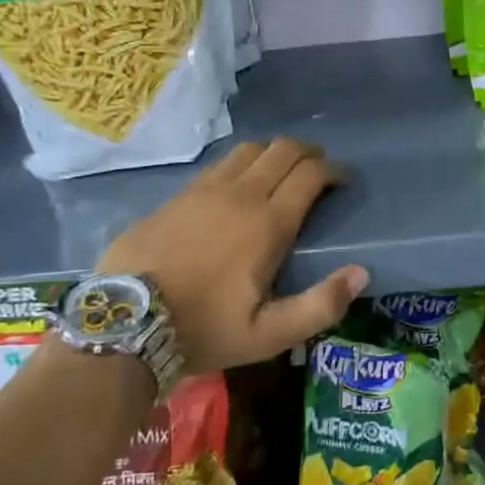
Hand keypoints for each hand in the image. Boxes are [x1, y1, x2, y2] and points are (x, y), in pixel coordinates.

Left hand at [97, 138, 367, 372]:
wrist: (123, 324)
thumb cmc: (203, 329)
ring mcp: (205, 189)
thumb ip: (320, 306)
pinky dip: (243, 163)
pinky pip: (221, 163)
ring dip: (275, 153)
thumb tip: (362, 273)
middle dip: (310, 152)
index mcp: (268, 222)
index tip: (345, 181)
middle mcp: (241, 194)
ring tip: (283, 172)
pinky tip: (240, 184)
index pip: (311, 174)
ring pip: (251, 149)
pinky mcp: (179, 194)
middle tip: (320, 170)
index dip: (334, 170)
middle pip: (284, 149)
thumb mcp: (268, 335)